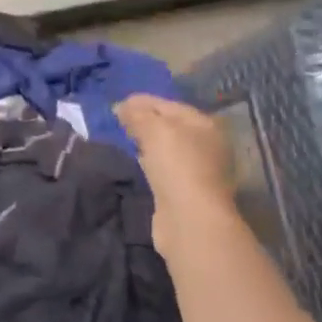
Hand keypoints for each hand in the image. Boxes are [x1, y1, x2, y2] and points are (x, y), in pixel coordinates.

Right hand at [116, 95, 236, 213]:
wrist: (189, 219)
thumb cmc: (177, 165)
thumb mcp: (154, 130)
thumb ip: (137, 114)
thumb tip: (121, 105)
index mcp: (204, 124)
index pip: (169, 105)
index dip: (142, 102)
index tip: (116, 104)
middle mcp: (205, 145)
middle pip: (169, 126)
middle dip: (144, 121)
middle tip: (116, 120)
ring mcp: (196, 170)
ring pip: (165, 148)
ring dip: (145, 142)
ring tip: (121, 138)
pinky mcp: (183, 191)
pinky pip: (162, 168)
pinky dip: (147, 161)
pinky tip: (133, 161)